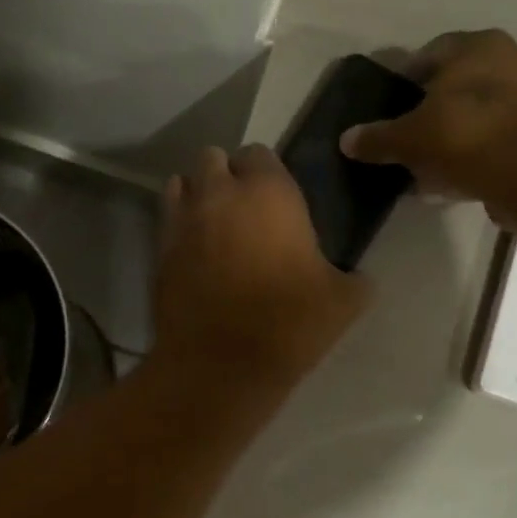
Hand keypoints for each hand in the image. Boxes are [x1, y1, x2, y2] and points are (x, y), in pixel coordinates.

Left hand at [155, 145, 369, 386]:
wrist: (221, 364)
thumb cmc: (288, 322)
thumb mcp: (343, 301)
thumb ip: (353, 278)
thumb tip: (358, 278)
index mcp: (268, 192)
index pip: (259, 153)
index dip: (266, 172)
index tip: (276, 199)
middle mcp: (219, 194)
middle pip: (212, 159)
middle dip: (225, 175)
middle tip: (242, 209)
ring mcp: (182, 221)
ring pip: (181, 184)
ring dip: (196, 195)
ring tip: (212, 225)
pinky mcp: (158, 252)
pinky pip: (167, 222)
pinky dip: (178, 227)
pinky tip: (194, 253)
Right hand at [340, 30, 516, 228]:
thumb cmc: (464, 135)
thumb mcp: (408, 138)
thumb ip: (377, 138)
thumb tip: (346, 140)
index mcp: (478, 46)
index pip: (431, 53)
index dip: (406, 80)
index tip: (391, 107)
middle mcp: (511, 61)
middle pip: (458, 85)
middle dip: (432, 110)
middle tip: (407, 137)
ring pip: (479, 114)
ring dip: (455, 136)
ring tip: (428, 165)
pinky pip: (496, 141)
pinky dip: (476, 156)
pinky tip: (454, 180)